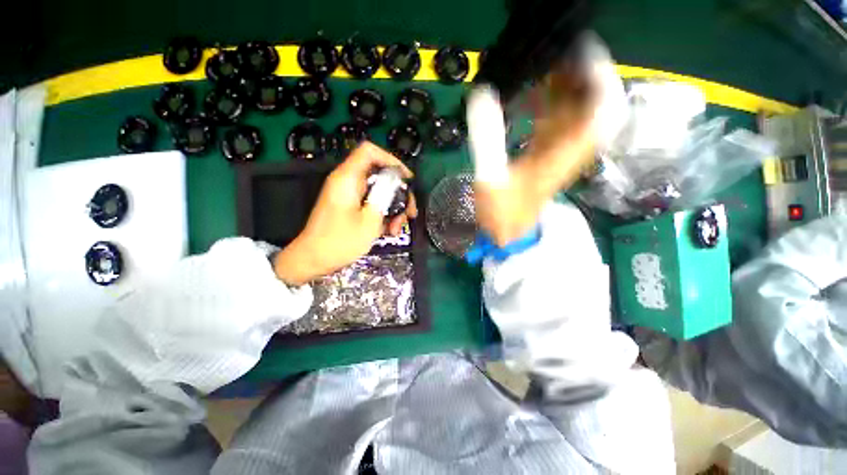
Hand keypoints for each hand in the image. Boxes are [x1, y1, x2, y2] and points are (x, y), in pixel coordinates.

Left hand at [273, 142, 416, 285]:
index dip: (392, 161)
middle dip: (398, 192)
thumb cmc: (339, 242)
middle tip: (409, 212)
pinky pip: (372, 202)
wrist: (313, 259)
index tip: (406, 179)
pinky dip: (383, 213)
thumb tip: (397, 182)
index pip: (370, 152)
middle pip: (380, 174)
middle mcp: (348, 181)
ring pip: (379, 190)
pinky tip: (389, 229)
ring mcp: (349, 194)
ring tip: (397, 227)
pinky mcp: (351, 205)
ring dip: (393, 207)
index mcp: (348, 178)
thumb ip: (385, 197)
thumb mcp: (369, 220)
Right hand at [470, 38, 620, 245]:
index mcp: (564, 153)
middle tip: (552, 55)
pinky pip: (556, 121)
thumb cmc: (505, 213)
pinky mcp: (547, 154)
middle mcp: (570, 148)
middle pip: (590, 102)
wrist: (510, 233)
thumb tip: (480, 95)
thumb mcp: (492, 179)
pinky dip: (547, 104)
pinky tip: (528, 96)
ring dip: (562, 86)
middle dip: (577, 74)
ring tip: (539, 68)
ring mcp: (560, 151)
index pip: (602, 108)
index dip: (598, 75)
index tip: (578, 51)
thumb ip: (486, 139)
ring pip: (574, 110)